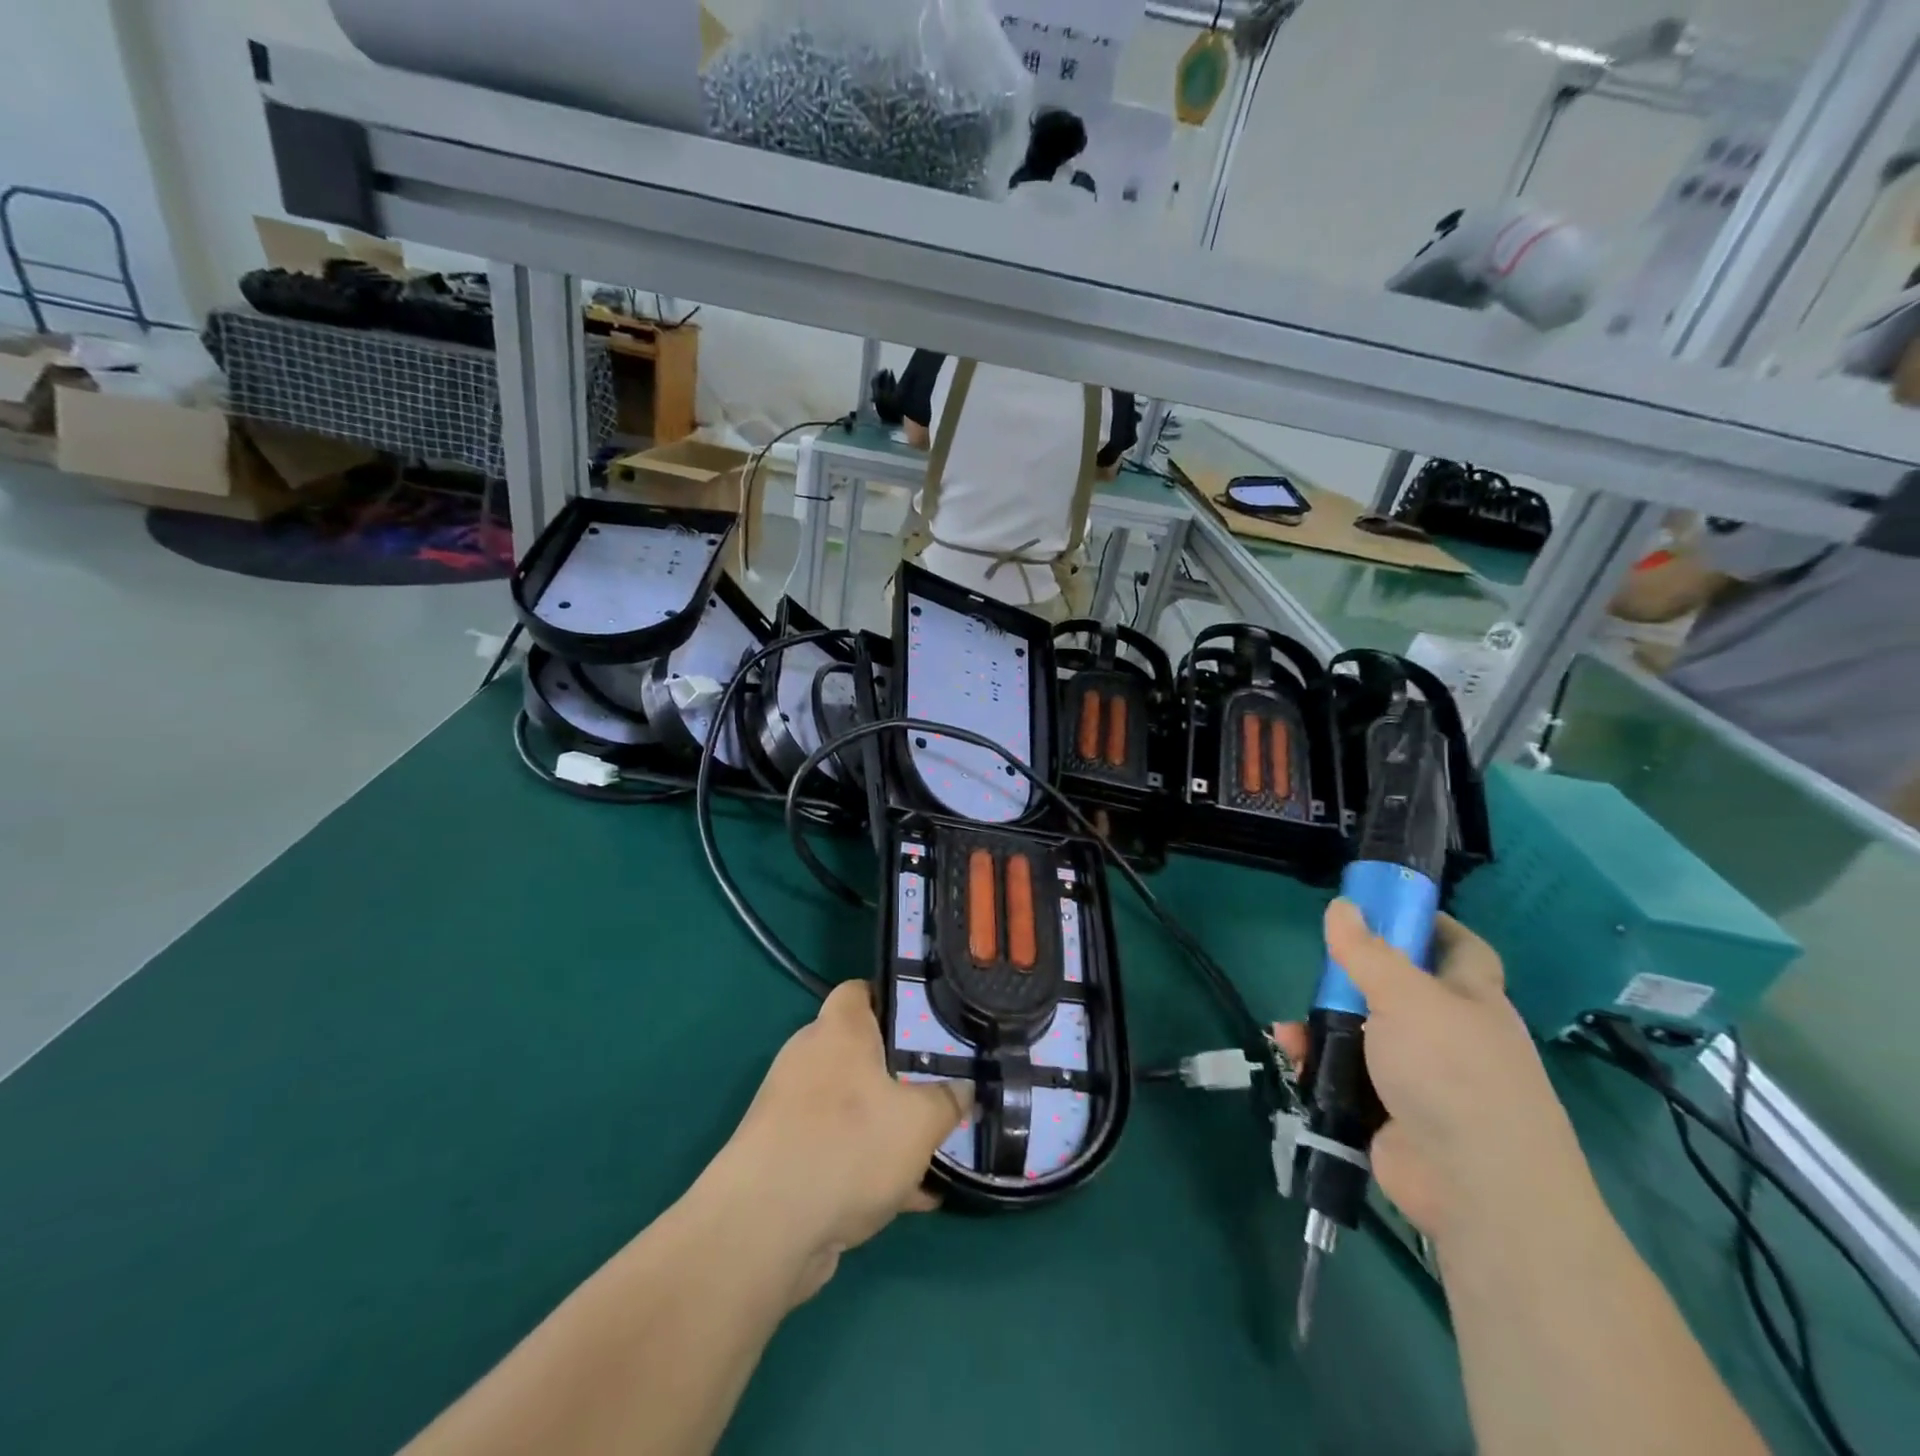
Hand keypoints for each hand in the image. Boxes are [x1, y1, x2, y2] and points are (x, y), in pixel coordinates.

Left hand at [703, 981, 970, 1303]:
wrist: (764, 1228)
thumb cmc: (849, 1145)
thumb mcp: (920, 1121)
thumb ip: (949, 1100)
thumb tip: (963, 1089)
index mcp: (838, 1030)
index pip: (861, 990)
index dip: (893, 997)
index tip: (929, 1018)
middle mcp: (809, 1058)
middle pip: (860, 1051)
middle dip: (900, 1071)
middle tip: (941, 1086)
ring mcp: (791, 1109)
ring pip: (852, 1105)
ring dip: (887, 1124)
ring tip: (933, 1147)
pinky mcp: (785, 1157)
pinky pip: (837, 1148)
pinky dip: (868, 1164)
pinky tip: (911, 1196)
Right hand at [1277, 901, 1597, 1248]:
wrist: (1476, 1188)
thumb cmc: (1452, 1073)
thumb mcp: (1405, 997)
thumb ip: (1367, 951)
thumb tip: (1343, 905)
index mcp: (1471, 1000)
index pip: (1460, 949)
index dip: (1427, 924)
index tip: (1383, 908)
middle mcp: (1450, 1035)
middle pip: (1397, 991)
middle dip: (1353, 980)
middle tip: (1320, 971)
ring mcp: (1421, 1077)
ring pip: (1364, 1034)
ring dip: (1324, 1025)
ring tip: (1291, 1028)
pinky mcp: (1390, 1113)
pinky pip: (1347, 1076)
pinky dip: (1318, 1063)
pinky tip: (1292, 1055)